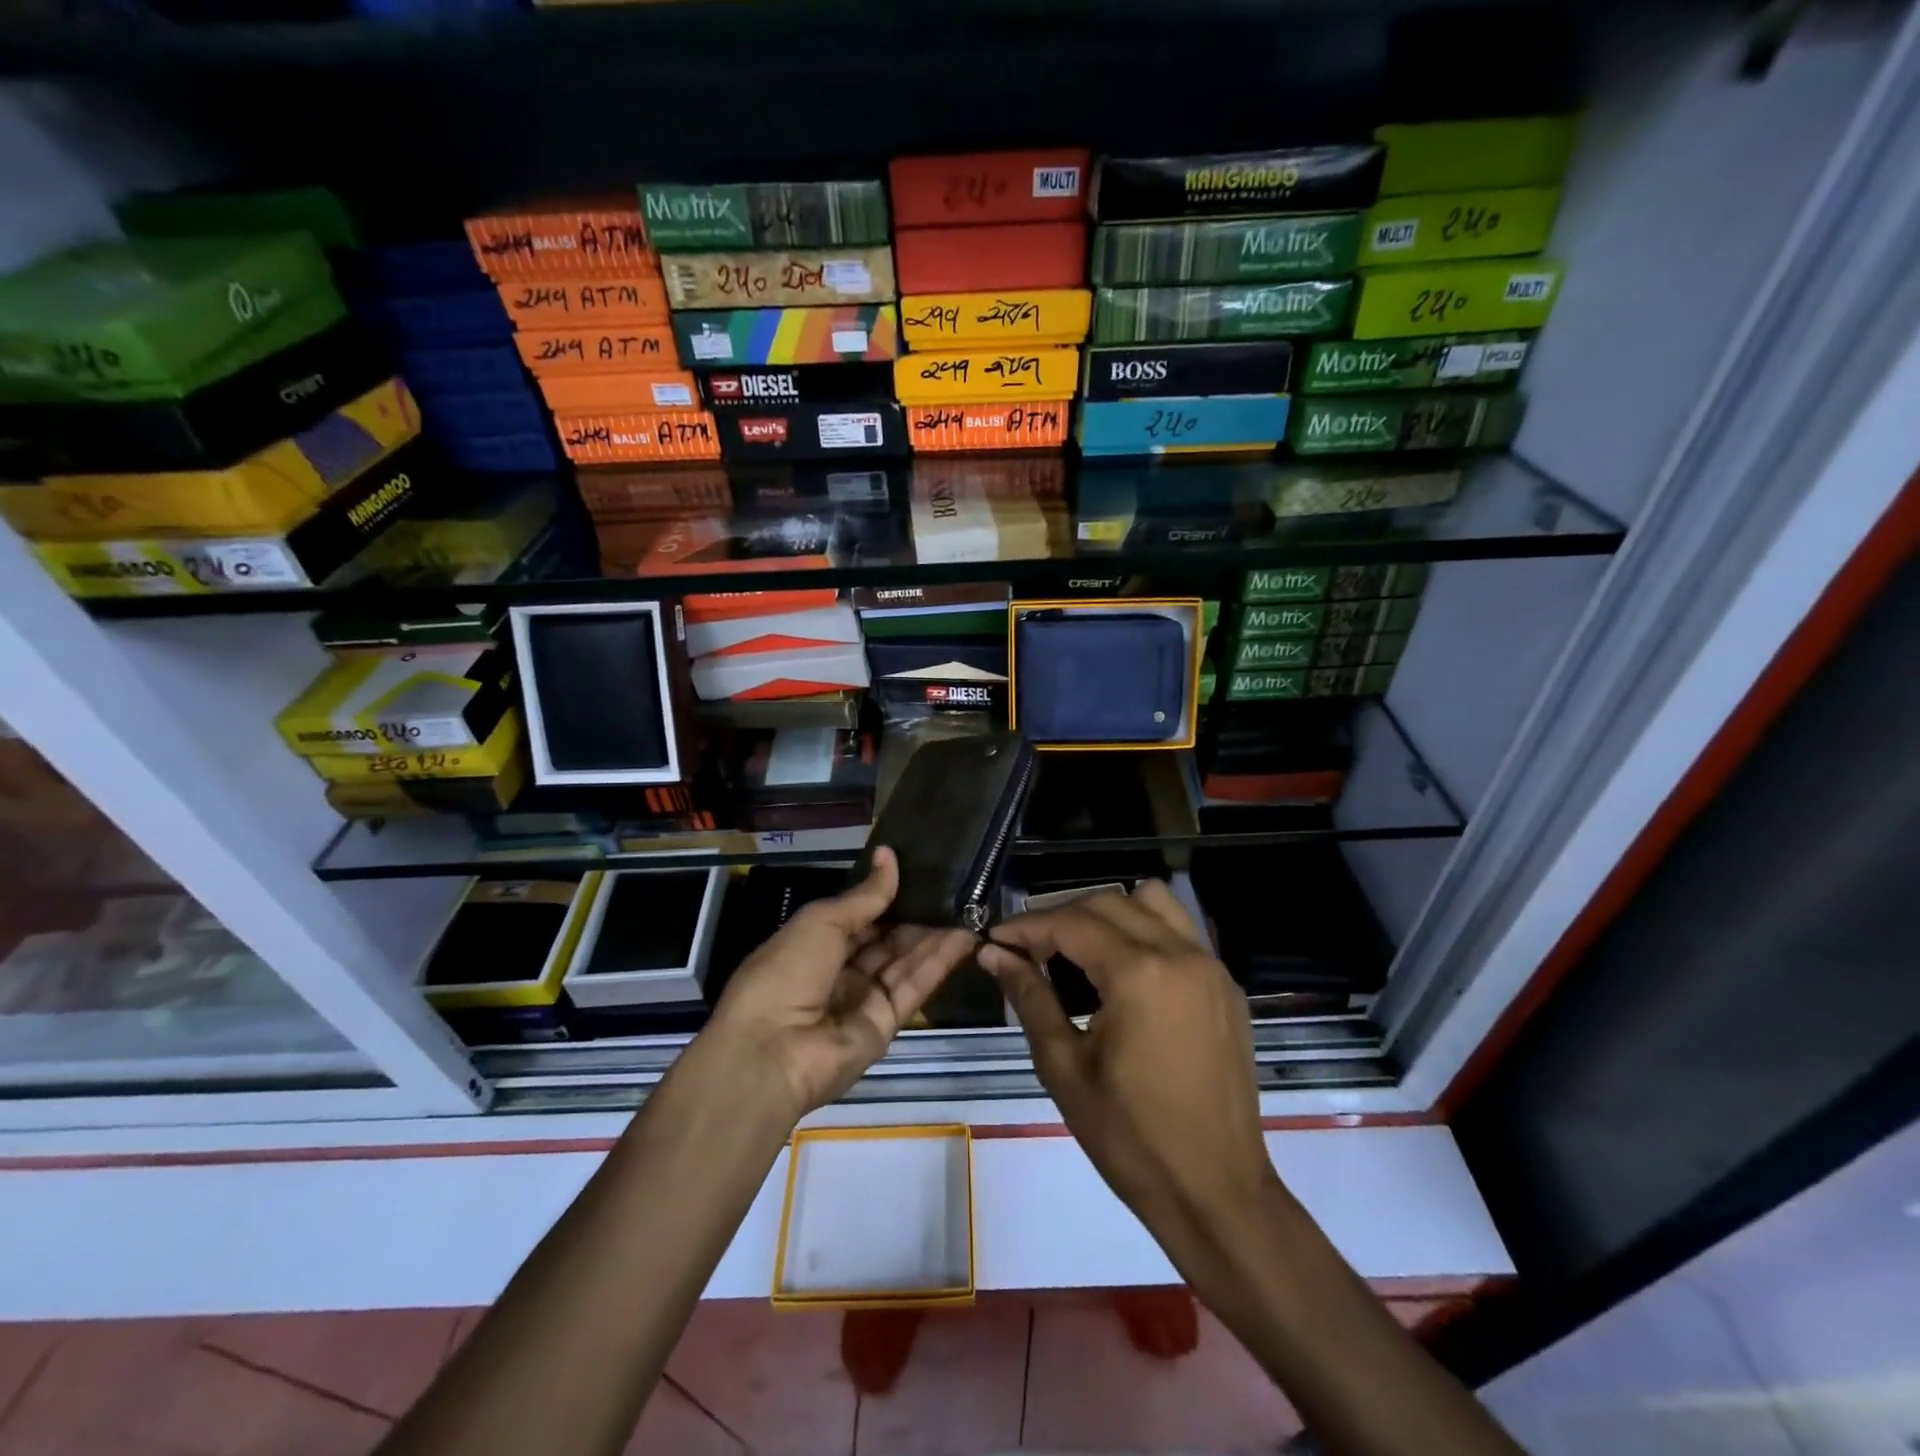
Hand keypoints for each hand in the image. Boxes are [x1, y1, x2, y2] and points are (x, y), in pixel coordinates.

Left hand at [709, 848, 978, 1120]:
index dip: (887, 895)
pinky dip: (939, 962)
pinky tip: (964, 937)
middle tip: (954, 887)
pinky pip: (914, 987)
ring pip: (905, 961)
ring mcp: (864, 999)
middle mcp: (840, 970)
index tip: (920, 870)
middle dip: (915, 915)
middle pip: (886, 939)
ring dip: (934, 936)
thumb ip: (864, 896)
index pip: (859, 915)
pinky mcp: (887, 1024)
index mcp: (814, 944)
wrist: (771, 1053)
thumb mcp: (821, 922)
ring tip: (969, 907)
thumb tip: (889, 856)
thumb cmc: (785, 973)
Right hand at [979, 883, 1278, 1263]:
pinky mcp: (1226, 986)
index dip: (1026, 927)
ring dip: (1109, 913)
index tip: (995, 941)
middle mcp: (1180, 954)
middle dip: (1062, 917)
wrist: (1216, 1193)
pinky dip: (1145, 931)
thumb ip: (1029, 998)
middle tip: (1029, 951)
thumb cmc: (1130, 1139)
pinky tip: (1123, 974)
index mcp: (1139, 974)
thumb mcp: (1065, 1068)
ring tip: (1079, 951)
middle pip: (1109, 903)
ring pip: (1152, 903)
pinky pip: (1181, 932)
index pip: (1071, 924)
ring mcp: (1211, 967)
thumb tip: (993, 954)